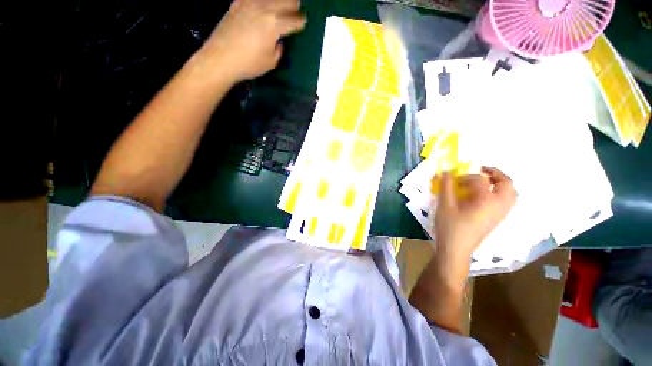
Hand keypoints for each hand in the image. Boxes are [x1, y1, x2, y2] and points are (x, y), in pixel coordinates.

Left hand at [196, 0, 305, 83]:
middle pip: (285, 0)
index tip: (302, 23)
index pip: (294, 20)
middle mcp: (264, 8)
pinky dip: (262, 1)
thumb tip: (278, 41)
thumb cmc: (249, 64)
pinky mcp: (237, 4)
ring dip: (279, 1)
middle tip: (295, 9)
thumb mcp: (271, 61)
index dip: (300, 22)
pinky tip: (262, 5)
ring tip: (281, 5)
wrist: (220, 58)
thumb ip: (278, 48)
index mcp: (275, 24)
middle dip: (293, 5)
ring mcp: (249, 3)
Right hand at [433, 166, 516, 262]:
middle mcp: (499, 206)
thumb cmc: (450, 227)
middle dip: (496, 173)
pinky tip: (485, 196)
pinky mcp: (497, 220)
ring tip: (486, 181)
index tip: (453, 180)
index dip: (465, 176)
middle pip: (507, 183)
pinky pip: (507, 202)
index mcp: (487, 201)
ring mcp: (501, 214)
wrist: (456, 249)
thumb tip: (446, 172)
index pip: (480, 180)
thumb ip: (446, 187)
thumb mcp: (445, 206)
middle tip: (481, 170)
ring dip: (501, 183)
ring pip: (511, 193)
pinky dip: (501, 193)